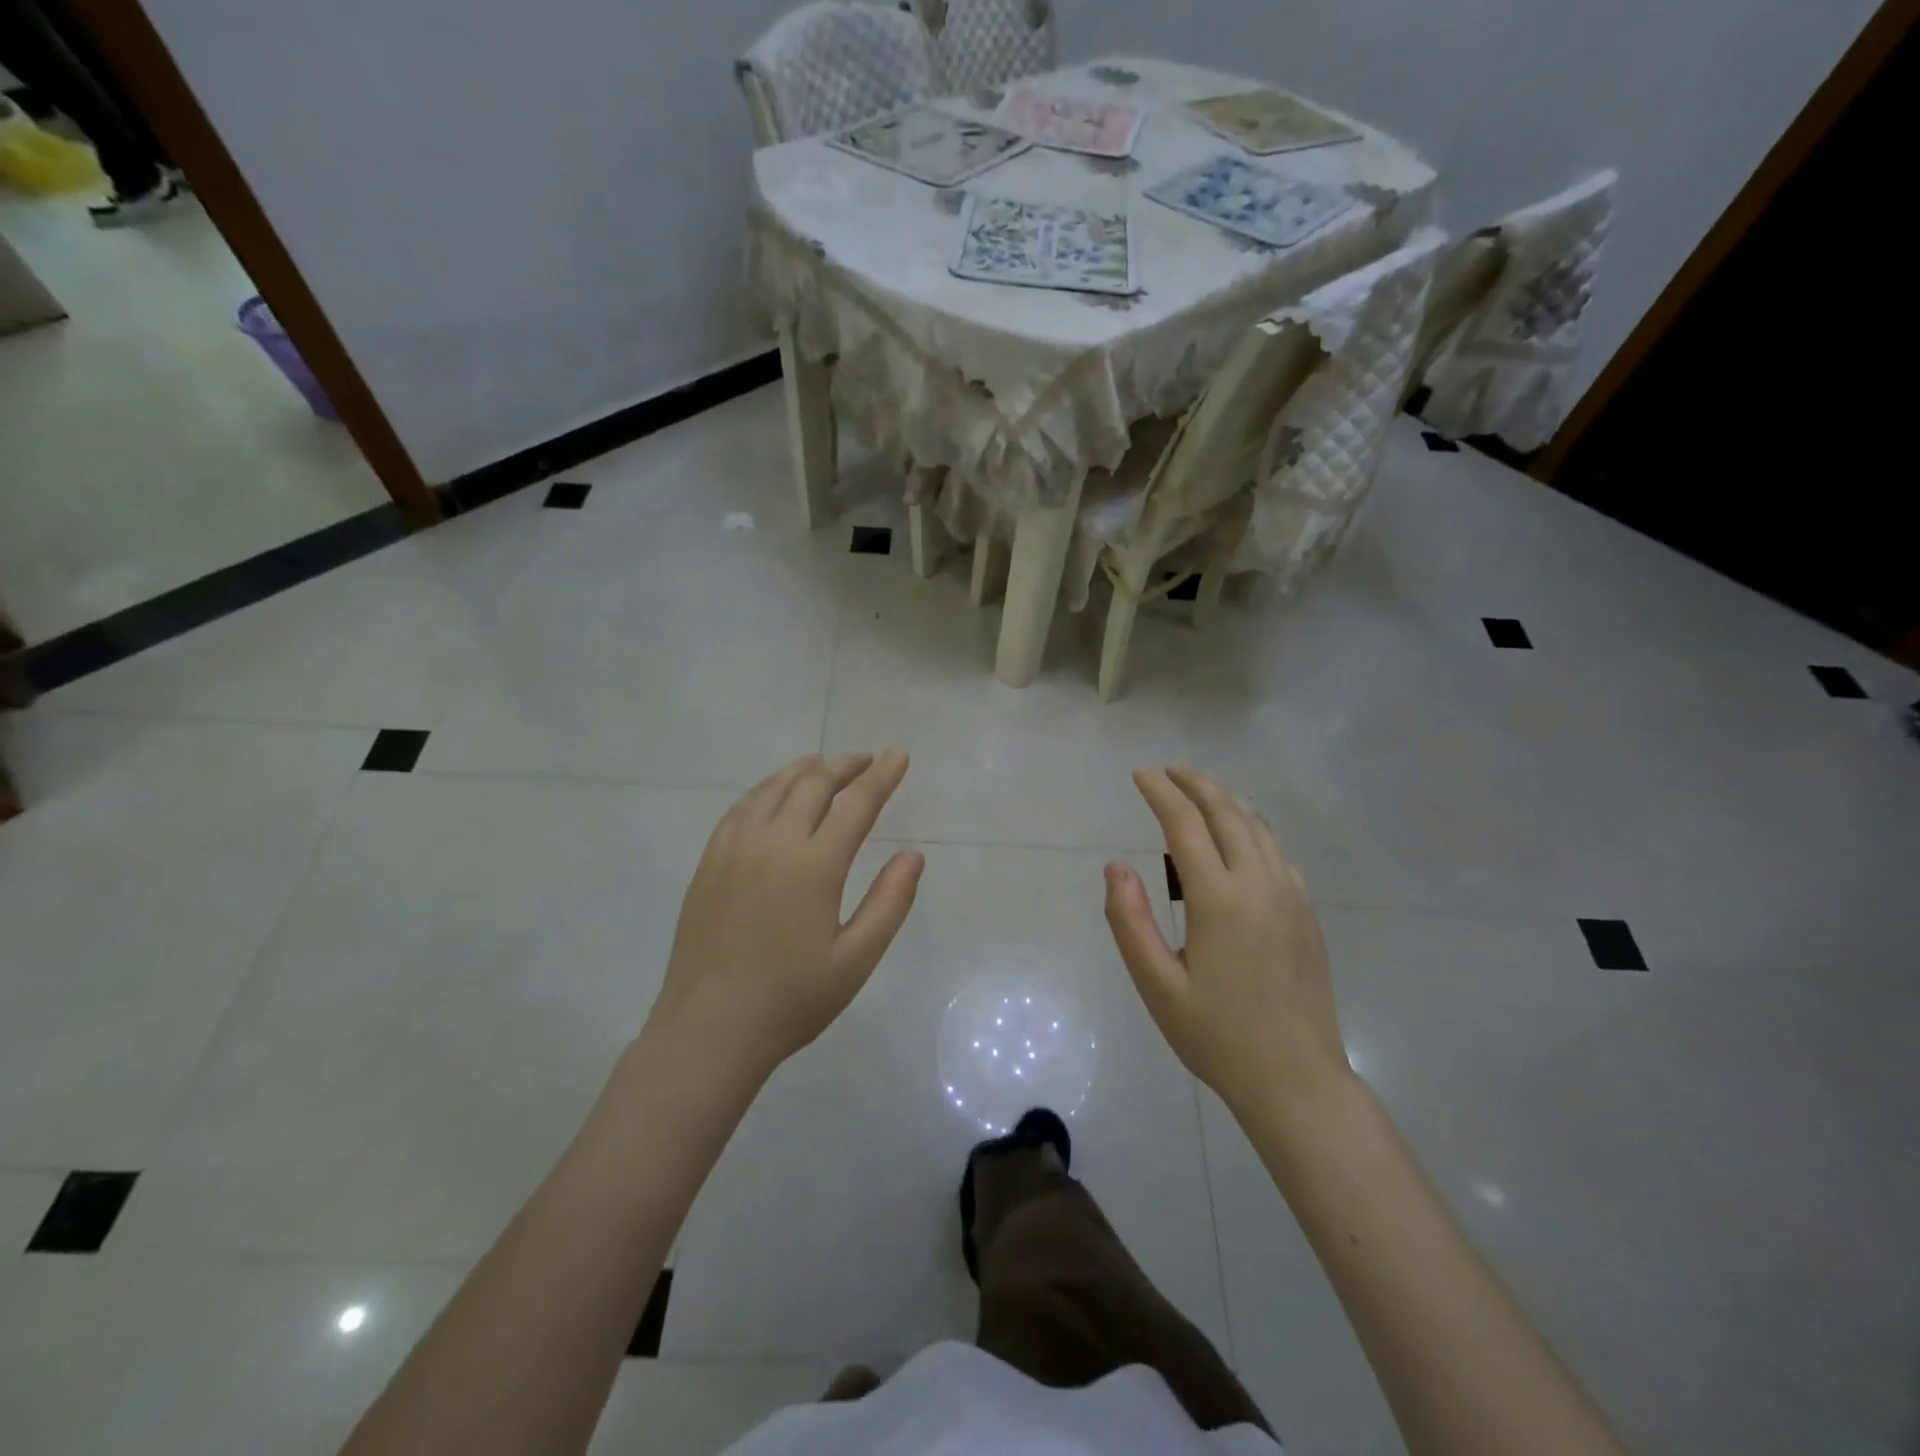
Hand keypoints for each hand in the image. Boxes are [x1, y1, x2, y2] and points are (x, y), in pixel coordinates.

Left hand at [643, 751, 922, 1083]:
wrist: (709, 1029)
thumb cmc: (792, 999)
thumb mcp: (856, 959)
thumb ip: (889, 902)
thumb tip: (912, 855)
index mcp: (813, 866)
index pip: (856, 804)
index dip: (882, 777)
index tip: (899, 756)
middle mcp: (773, 843)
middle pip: (813, 785)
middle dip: (845, 766)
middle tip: (867, 759)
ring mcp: (734, 849)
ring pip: (773, 788)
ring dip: (804, 770)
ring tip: (824, 763)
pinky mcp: (710, 862)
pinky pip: (742, 807)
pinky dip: (766, 788)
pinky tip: (774, 793)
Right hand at [1104, 766, 1347, 1113]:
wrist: (1297, 1080)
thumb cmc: (1217, 1035)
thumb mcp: (1157, 985)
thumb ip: (1130, 921)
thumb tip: (1116, 867)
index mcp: (1219, 899)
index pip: (1184, 824)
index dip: (1160, 793)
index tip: (1139, 774)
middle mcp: (1259, 883)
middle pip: (1227, 812)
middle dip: (1194, 783)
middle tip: (1167, 770)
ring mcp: (1291, 895)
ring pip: (1257, 826)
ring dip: (1225, 800)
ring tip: (1198, 791)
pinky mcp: (1307, 911)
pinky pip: (1276, 851)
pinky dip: (1251, 827)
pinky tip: (1238, 836)